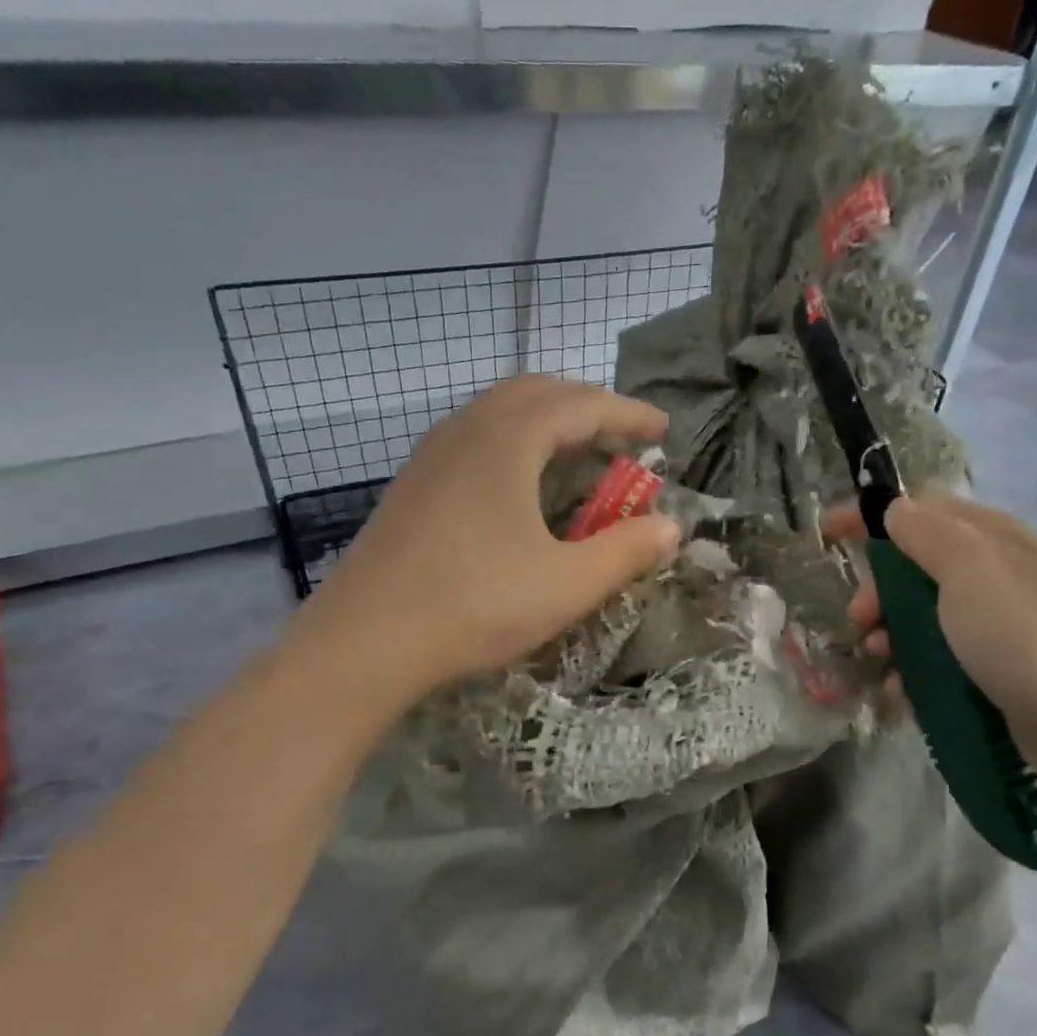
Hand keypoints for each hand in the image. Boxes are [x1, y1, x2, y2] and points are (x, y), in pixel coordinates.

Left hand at [293, 376, 680, 703]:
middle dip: (586, 408)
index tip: (662, 431)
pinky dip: (512, 444)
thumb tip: (670, 528)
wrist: (366, 642)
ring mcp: (430, 456)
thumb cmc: (476, 606)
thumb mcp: (568, 584)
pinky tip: (517, 488)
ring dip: (545, 423)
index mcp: (507, 440)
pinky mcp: (411, 486)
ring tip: (576, 459)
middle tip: (621, 441)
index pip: (582, 405)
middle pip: (536, 393)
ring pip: (498, 413)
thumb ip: (626, 551)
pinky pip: (472, 439)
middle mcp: (466, 430)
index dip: (628, 414)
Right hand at [824, 495, 1036, 791]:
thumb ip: (927, 534)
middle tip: (860, 619)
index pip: (923, 510)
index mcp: (993, 539)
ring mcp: (997, 628)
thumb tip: (895, 508)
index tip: (828, 534)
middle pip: (917, 568)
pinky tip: (899, 693)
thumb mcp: (971, 570)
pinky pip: (938, 661)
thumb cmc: (1025, 635)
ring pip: (923, 619)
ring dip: (890, 636)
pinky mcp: (995, 673)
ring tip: (879, 662)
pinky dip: (911, 672)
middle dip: (878, 590)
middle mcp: (996, 576)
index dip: (873, 517)